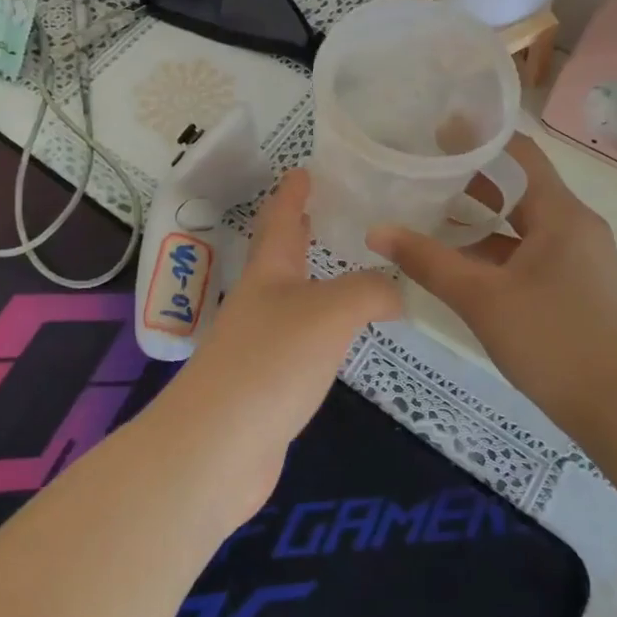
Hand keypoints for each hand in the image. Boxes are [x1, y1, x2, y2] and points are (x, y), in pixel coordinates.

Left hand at [163, 169, 400, 508]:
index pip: (281, 218)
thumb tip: (398, 290)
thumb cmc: (271, 361)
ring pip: (293, 298)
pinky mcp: (268, 383)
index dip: (293, 192)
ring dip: (315, 278)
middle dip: (301, 230)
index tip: (305, 168)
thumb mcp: (330, 312)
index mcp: (269, 272)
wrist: (218, 448)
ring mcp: (261, 344)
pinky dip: (324, 327)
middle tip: (328, 209)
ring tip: (347, 268)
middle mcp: (261, 300)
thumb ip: (370, 291)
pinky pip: (302, 341)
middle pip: (280, 255)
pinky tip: (342, 336)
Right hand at [367, 135, 616, 437]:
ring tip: (434, 206)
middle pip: (521, 185)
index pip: (521, 154)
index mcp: (563, 215)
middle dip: (474, 175)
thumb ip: (428, 260)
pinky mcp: (579, 282)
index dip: (480, 138)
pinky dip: (499, 245)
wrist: (615, 410)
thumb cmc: (549, 342)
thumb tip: (376, 230)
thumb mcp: (480, 299)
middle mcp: (577, 225)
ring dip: (484, 213)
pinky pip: (533, 248)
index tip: (438, 128)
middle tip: (426, 166)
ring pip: (526, 220)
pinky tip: (463, 256)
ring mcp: (581, 256)